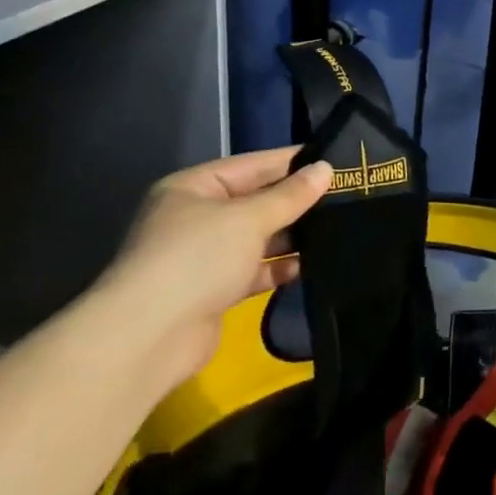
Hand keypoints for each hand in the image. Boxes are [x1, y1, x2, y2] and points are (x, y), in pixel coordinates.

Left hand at [88, 147, 333, 384]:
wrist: (150, 336)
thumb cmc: (197, 258)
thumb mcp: (248, 218)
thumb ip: (290, 196)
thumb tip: (325, 168)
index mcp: (193, 188)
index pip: (251, 165)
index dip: (291, 161)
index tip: (335, 158)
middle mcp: (196, 218)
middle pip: (255, 201)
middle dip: (295, 201)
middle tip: (345, 195)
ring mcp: (204, 257)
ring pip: (257, 238)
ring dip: (291, 236)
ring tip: (338, 228)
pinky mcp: (214, 291)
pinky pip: (254, 270)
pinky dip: (278, 267)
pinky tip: (309, 265)